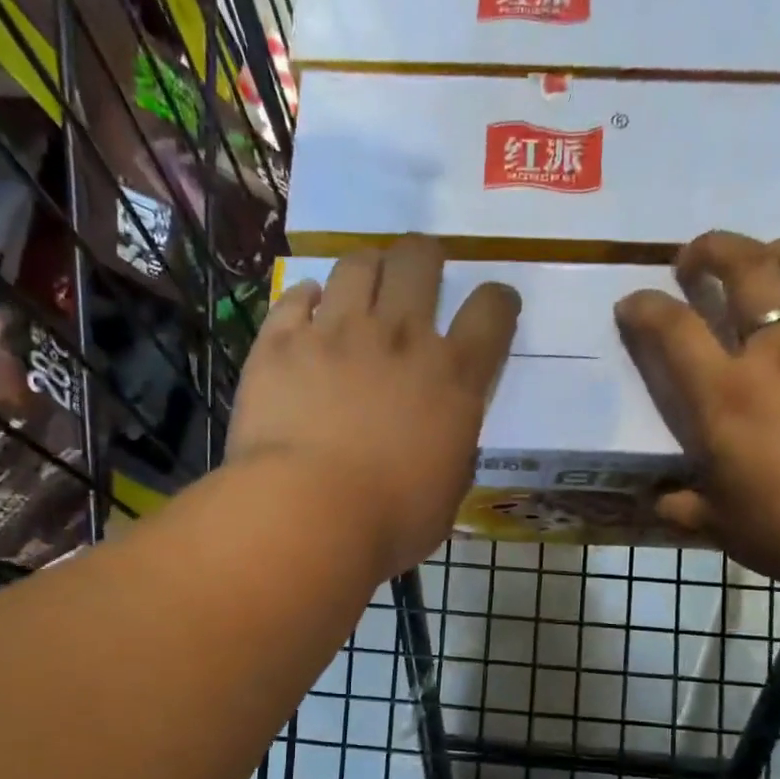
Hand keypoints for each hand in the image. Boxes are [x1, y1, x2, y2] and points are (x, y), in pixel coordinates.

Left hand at [228, 235, 518, 579]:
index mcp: (452, 377)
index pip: (492, 312)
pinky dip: (306, 299)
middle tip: (419, 273)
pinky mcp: (281, 342)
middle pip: (420, 260)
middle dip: (425, 257)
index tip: (494, 306)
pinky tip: (308, 310)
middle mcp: (400, 338)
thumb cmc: (390, 521)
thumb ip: (451, 449)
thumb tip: (443, 439)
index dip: (498, 301)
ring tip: (362, 286)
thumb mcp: (447, 493)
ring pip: (357, 264)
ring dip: (367, 269)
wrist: (307, 516)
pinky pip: (295, 297)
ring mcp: (336, 333)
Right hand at [615, 231, 779, 594]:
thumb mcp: (721, 527)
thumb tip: (658, 501)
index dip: (644, 307)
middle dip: (711, 251)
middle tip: (695, 256)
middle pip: (743, 270)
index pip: (672, 330)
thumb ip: (682, 508)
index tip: (632, 302)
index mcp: (724, 397)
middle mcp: (775, 353)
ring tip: (768, 255)